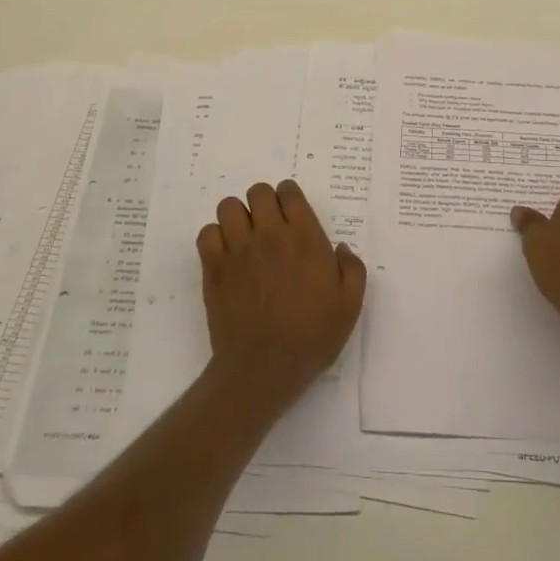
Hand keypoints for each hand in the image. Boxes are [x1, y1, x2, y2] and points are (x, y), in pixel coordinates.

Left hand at [197, 180, 365, 408]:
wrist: (264, 368)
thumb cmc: (311, 337)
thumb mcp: (350, 305)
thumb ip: (352, 269)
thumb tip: (340, 248)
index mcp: (305, 238)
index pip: (289, 192)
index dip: (289, 198)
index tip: (292, 216)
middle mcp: (270, 235)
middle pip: (258, 192)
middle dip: (263, 203)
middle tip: (268, 227)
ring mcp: (239, 249)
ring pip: (229, 207)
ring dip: (237, 217)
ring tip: (244, 239)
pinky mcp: (214, 268)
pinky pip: (207, 233)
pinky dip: (215, 238)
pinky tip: (226, 256)